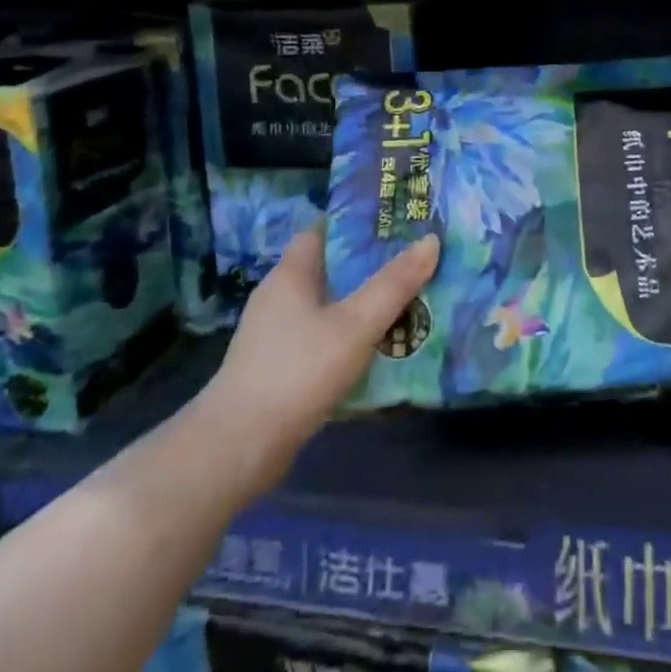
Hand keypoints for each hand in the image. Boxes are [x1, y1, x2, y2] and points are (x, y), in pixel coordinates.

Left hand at [200, 226, 438, 497]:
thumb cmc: (298, 370)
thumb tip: (431, 240)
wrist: (239, 447)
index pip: (322, 231)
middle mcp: (279, 297)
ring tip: (406, 306)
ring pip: (327, 308)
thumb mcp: (356, 324)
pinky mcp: (278, 369)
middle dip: (368, 267)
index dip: (356, 224)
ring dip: (360, 306)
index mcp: (291, 275)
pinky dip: (348, 339)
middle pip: (329, 270)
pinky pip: (321, 340)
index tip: (394, 225)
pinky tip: (377, 352)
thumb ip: (394, 284)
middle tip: (412, 265)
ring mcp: (275, 335)